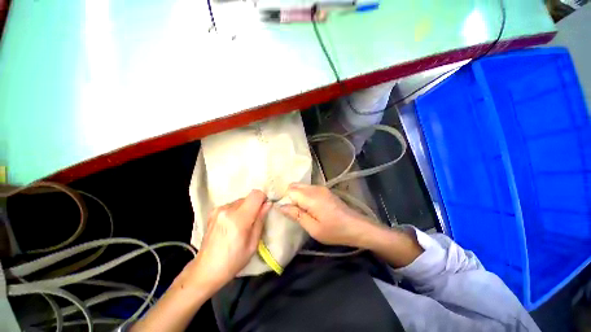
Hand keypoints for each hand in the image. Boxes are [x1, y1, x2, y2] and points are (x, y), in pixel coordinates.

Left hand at [189, 190, 270, 290]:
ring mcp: (218, 209)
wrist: (205, 269)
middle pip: (248, 197)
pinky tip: (232, 224)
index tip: (264, 209)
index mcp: (238, 218)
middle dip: (255, 205)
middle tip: (253, 221)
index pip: (256, 194)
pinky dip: (237, 210)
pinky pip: (232, 205)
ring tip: (242, 225)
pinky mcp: (213, 211)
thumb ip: (260, 220)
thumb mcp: (252, 244)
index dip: (263, 199)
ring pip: (241, 200)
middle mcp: (227, 209)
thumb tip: (268, 204)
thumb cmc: (233, 261)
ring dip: (246, 208)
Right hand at [279, 183, 372, 247]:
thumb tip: (281, 206)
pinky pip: (308, 188)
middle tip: (293, 212)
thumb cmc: (335, 231)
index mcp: (311, 197)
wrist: (357, 226)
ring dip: (296, 196)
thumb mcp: (314, 228)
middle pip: (294, 185)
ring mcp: (321, 188)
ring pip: (301, 186)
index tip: (287, 212)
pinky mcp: (325, 190)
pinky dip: (303, 195)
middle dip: (289, 196)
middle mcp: (315, 188)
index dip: (285, 200)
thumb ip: (296, 215)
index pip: (290, 191)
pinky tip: (309, 207)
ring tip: (301, 211)